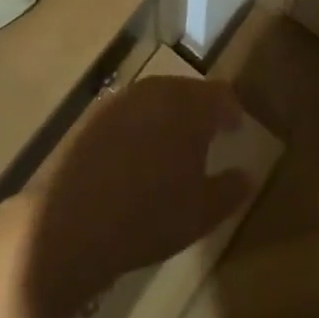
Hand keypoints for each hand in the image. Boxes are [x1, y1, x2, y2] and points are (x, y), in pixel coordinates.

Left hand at [20, 76, 255, 317]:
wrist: (70, 226)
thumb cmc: (150, 216)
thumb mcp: (203, 212)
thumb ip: (232, 189)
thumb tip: (247, 175)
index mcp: (190, 105)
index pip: (221, 95)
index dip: (231, 111)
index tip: (236, 130)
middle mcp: (157, 91)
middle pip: (188, 91)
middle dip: (200, 111)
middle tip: (206, 137)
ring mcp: (120, 101)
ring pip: (156, 100)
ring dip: (168, 117)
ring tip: (172, 147)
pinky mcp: (91, 118)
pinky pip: (127, 114)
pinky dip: (139, 127)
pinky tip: (136, 156)